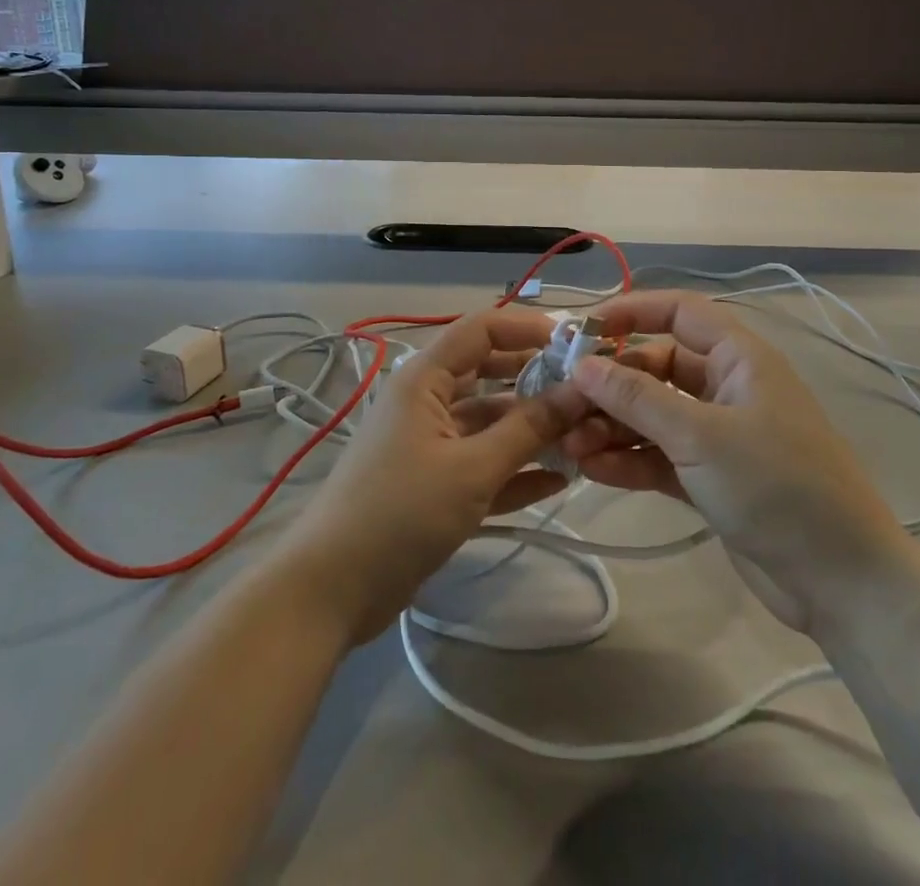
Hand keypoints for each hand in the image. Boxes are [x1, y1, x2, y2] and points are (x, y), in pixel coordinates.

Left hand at [279, 309, 590, 645]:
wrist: (331, 590)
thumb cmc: (400, 512)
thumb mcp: (472, 468)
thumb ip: (529, 429)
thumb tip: (582, 391)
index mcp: (425, 378)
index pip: (482, 329)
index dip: (528, 328)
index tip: (577, 343)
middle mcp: (428, 400)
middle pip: (490, 374)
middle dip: (537, 381)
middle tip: (589, 394)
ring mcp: (430, 443)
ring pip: (490, 422)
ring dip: (531, 430)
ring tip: (584, 438)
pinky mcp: (434, 483)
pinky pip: (483, 463)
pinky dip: (515, 468)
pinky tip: (558, 479)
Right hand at [559, 292, 913, 631]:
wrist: (843, 582)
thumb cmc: (777, 486)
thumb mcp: (701, 436)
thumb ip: (637, 398)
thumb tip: (582, 364)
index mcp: (739, 358)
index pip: (680, 312)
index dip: (632, 312)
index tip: (583, 331)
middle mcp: (727, 388)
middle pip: (657, 367)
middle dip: (612, 383)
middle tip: (565, 401)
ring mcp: (719, 436)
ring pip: (654, 414)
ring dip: (613, 425)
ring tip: (571, 443)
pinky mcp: (711, 479)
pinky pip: (659, 455)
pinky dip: (629, 459)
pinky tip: (592, 470)